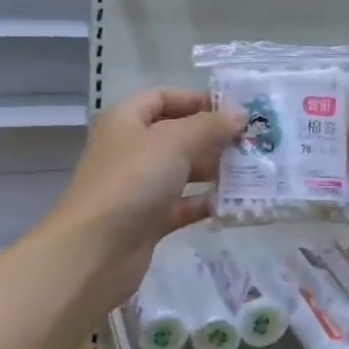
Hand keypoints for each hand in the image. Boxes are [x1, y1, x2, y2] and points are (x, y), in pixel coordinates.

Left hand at [38, 89, 242, 314]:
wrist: (95, 251)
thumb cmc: (132, 181)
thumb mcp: (174, 142)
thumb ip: (209, 126)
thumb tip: (238, 114)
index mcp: (126, 120)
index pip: (163, 98)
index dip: (198, 100)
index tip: (235, 110)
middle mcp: (131, 149)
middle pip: (177, 135)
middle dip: (214, 138)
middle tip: (254, 142)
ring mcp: (139, 186)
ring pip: (183, 171)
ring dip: (215, 171)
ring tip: (254, 171)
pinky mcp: (148, 220)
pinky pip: (183, 205)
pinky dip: (206, 203)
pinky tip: (235, 203)